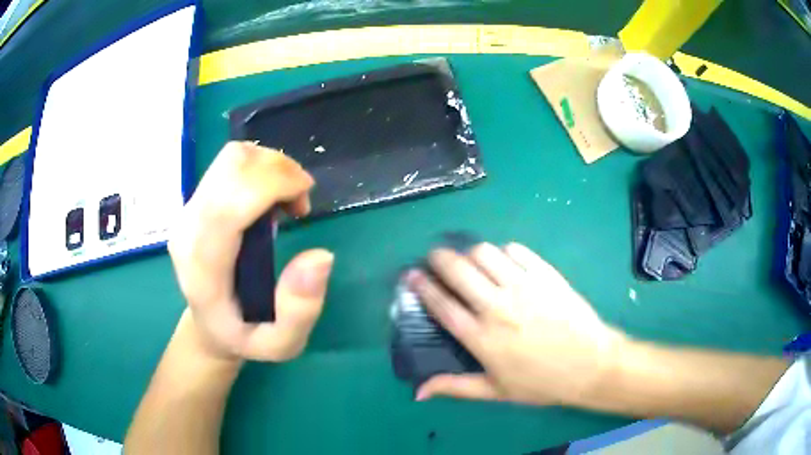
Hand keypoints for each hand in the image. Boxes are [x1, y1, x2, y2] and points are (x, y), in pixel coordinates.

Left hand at [168, 142, 333, 361]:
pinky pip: (230, 164)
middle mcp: (189, 227)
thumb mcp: (281, 343)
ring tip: (286, 200)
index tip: (306, 197)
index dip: (274, 183)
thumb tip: (320, 256)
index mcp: (204, 265)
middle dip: (278, 169)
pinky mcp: (195, 200)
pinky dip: (260, 168)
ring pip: (232, 158)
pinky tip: (270, 196)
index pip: (231, 201)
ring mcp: (188, 210)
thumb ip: (300, 310)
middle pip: (232, 166)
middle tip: (300, 201)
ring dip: (270, 166)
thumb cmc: (245, 335)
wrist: (209, 325)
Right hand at [407, 242, 625, 406]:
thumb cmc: (542, 382)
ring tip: (471, 261)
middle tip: (435, 258)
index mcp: (481, 337)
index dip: (422, 286)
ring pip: (485, 253)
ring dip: (470, 253)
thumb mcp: (496, 391)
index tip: (411, 274)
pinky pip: (517, 251)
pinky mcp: (545, 275)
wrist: (591, 365)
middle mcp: (497, 307)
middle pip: (458, 270)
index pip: (442, 304)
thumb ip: (455, 387)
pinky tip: (505, 261)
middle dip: (439, 258)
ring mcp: (523, 286)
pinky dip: (504, 251)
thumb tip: (417, 392)